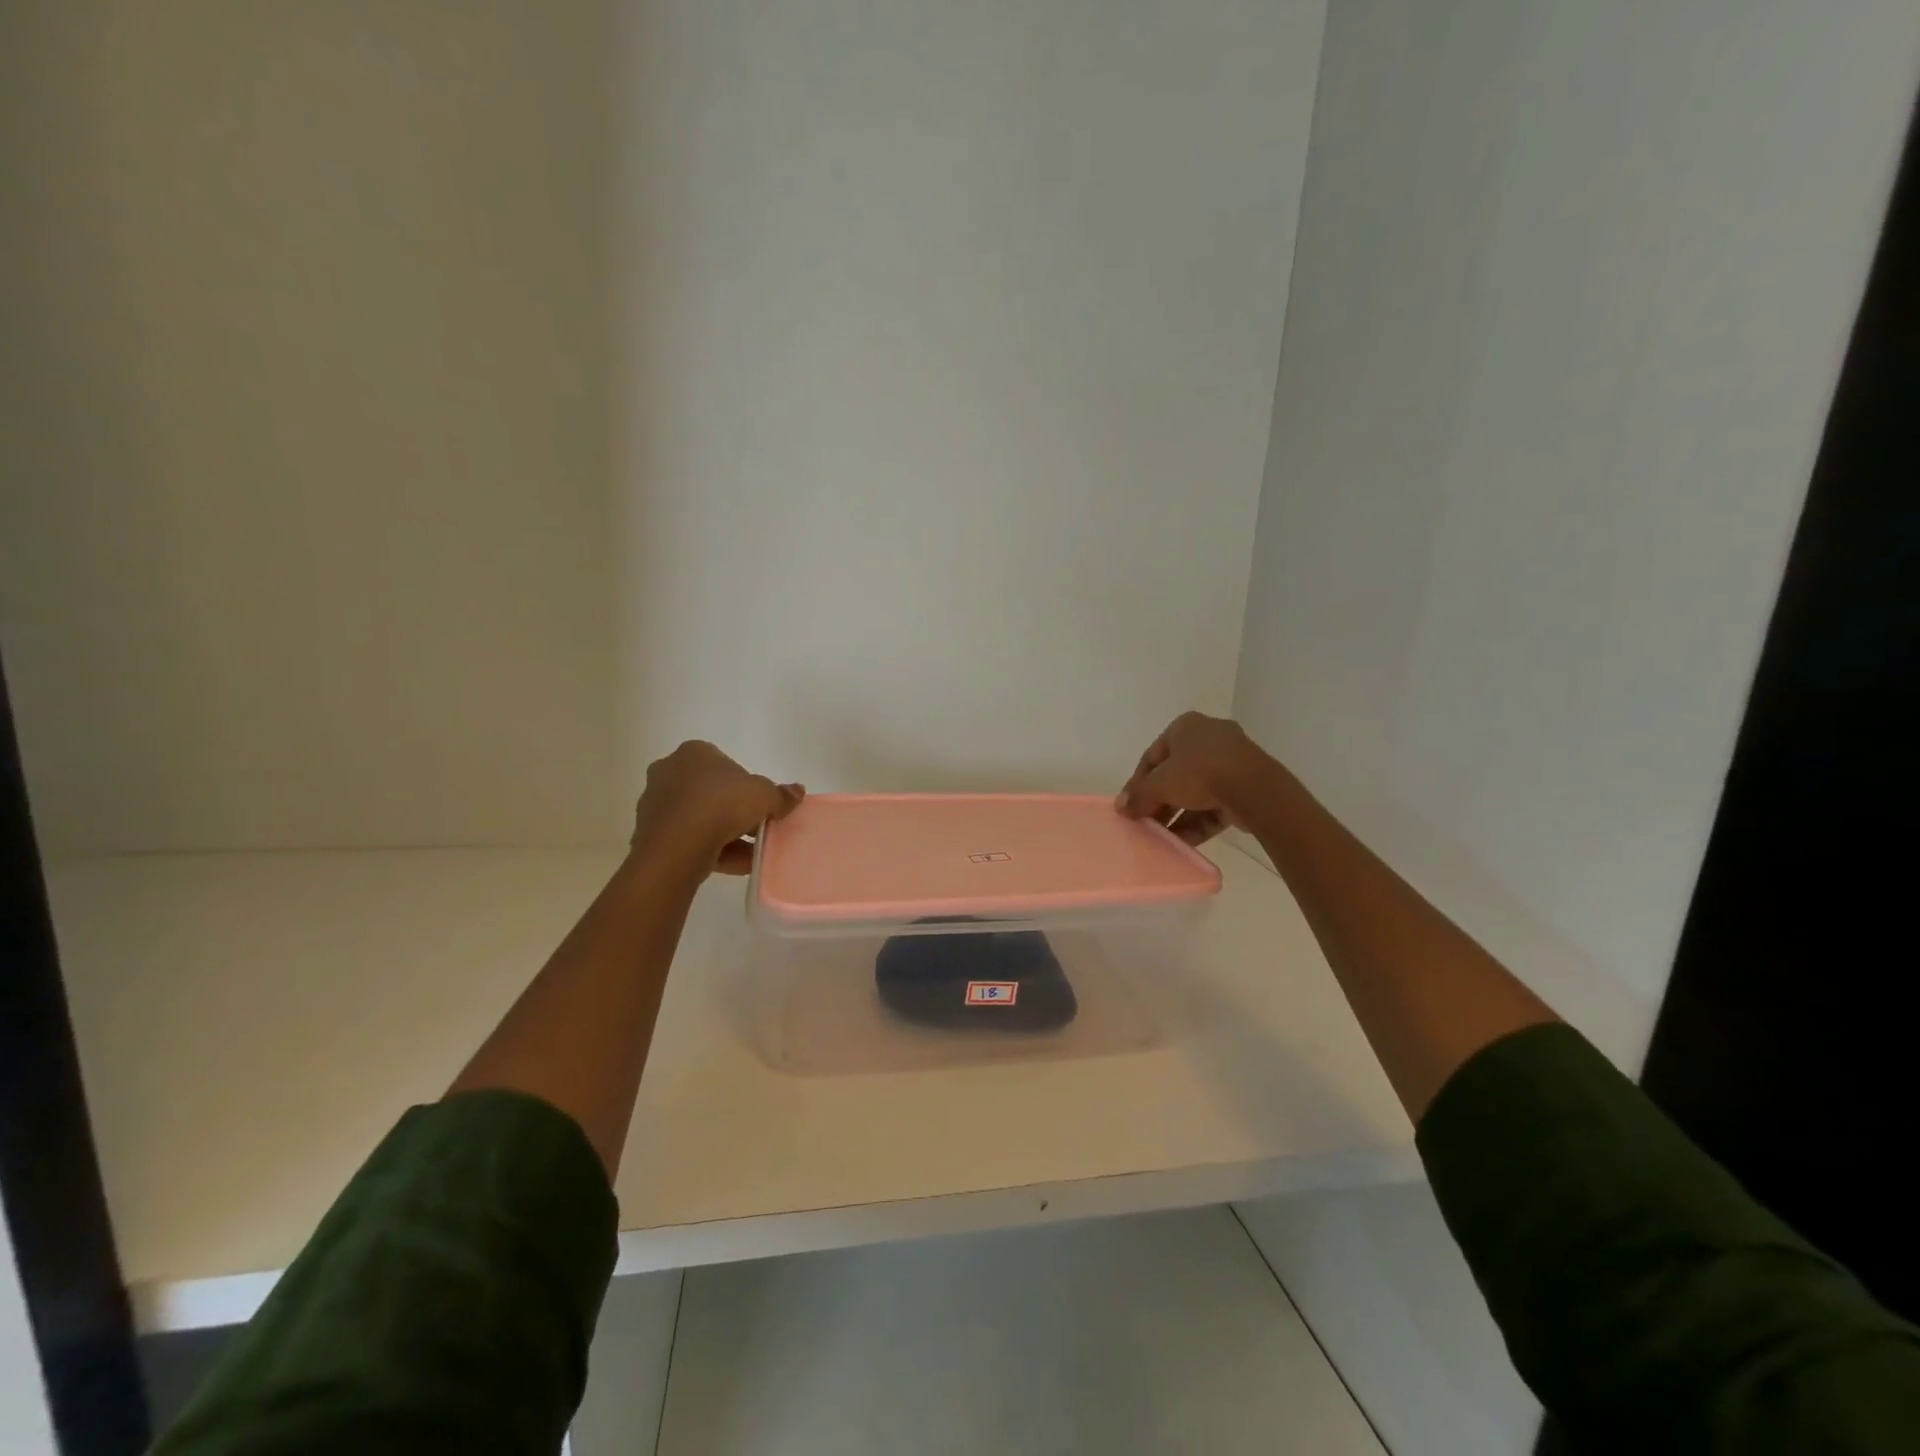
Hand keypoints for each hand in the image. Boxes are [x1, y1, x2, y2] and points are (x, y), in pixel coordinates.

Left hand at [630, 741, 804, 875]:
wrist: (677, 846)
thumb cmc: (722, 805)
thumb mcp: (764, 795)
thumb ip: (781, 794)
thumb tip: (798, 791)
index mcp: (694, 752)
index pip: (725, 764)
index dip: (746, 785)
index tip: (759, 805)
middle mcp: (669, 771)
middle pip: (711, 792)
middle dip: (734, 811)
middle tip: (756, 829)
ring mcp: (655, 804)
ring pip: (698, 818)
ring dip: (723, 834)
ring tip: (750, 854)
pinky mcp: (649, 834)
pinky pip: (687, 839)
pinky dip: (709, 850)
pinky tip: (734, 865)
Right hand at [1116, 712, 1274, 845]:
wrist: (1255, 788)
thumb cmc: (1200, 772)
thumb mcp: (1160, 784)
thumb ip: (1138, 796)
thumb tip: (1121, 808)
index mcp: (1186, 726)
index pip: (1152, 756)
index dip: (1137, 783)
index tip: (1129, 807)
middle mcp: (1209, 738)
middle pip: (1174, 774)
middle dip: (1159, 801)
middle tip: (1145, 823)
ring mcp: (1231, 762)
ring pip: (1196, 792)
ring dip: (1177, 815)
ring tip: (1161, 837)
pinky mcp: (1246, 786)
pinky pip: (1215, 804)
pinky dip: (1199, 821)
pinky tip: (1182, 842)